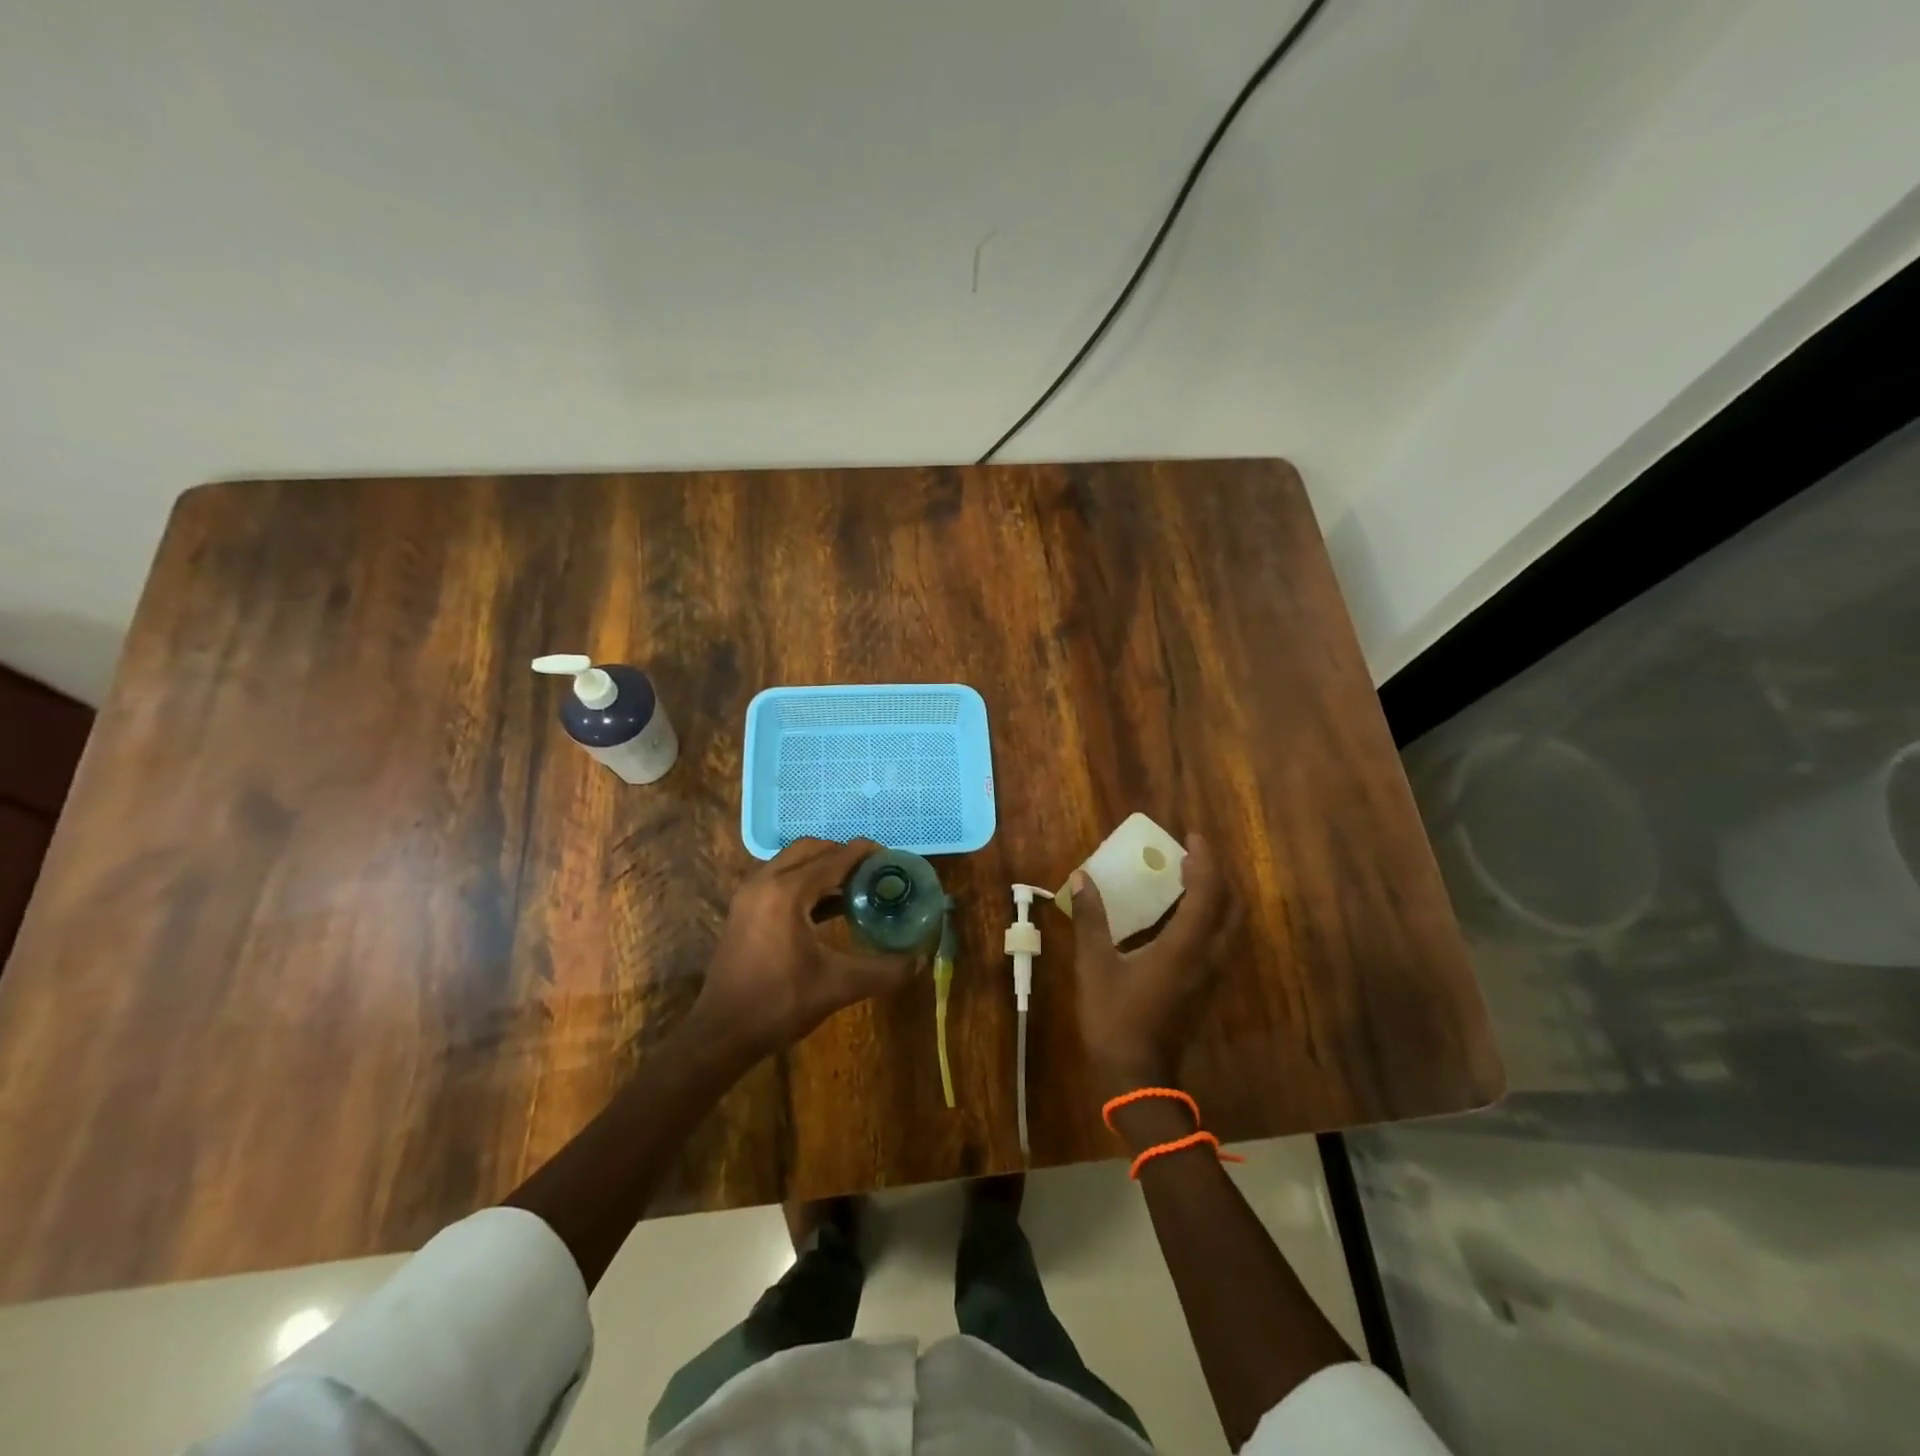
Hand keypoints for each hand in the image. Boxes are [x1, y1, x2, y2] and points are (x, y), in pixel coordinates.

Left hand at [690, 837, 915, 1064]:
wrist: (720, 1034)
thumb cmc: (778, 1004)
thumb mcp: (838, 986)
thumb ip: (883, 970)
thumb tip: (920, 960)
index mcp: (787, 892)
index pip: (835, 857)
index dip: (867, 854)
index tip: (893, 860)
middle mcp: (765, 882)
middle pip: (811, 849)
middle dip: (844, 855)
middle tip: (874, 874)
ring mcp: (749, 894)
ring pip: (792, 862)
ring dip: (823, 867)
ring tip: (856, 888)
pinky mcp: (743, 910)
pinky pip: (779, 879)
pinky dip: (806, 882)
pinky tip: (828, 908)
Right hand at [1070, 833, 1234, 1097]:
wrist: (1137, 1079)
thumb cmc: (1115, 1018)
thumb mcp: (1095, 965)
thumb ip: (1091, 919)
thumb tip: (1081, 878)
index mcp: (1185, 947)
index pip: (1207, 892)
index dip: (1204, 860)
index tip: (1191, 836)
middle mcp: (1208, 958)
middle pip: (1231, 907)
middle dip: (1217, 876)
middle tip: (1191, 857)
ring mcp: (1211, 977)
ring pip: (1229, 927)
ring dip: (1216, 897)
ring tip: (1188, 880)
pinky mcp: (1205, 991)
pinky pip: (1218, 942)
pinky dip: (1209, 919)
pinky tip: (1181, 919)